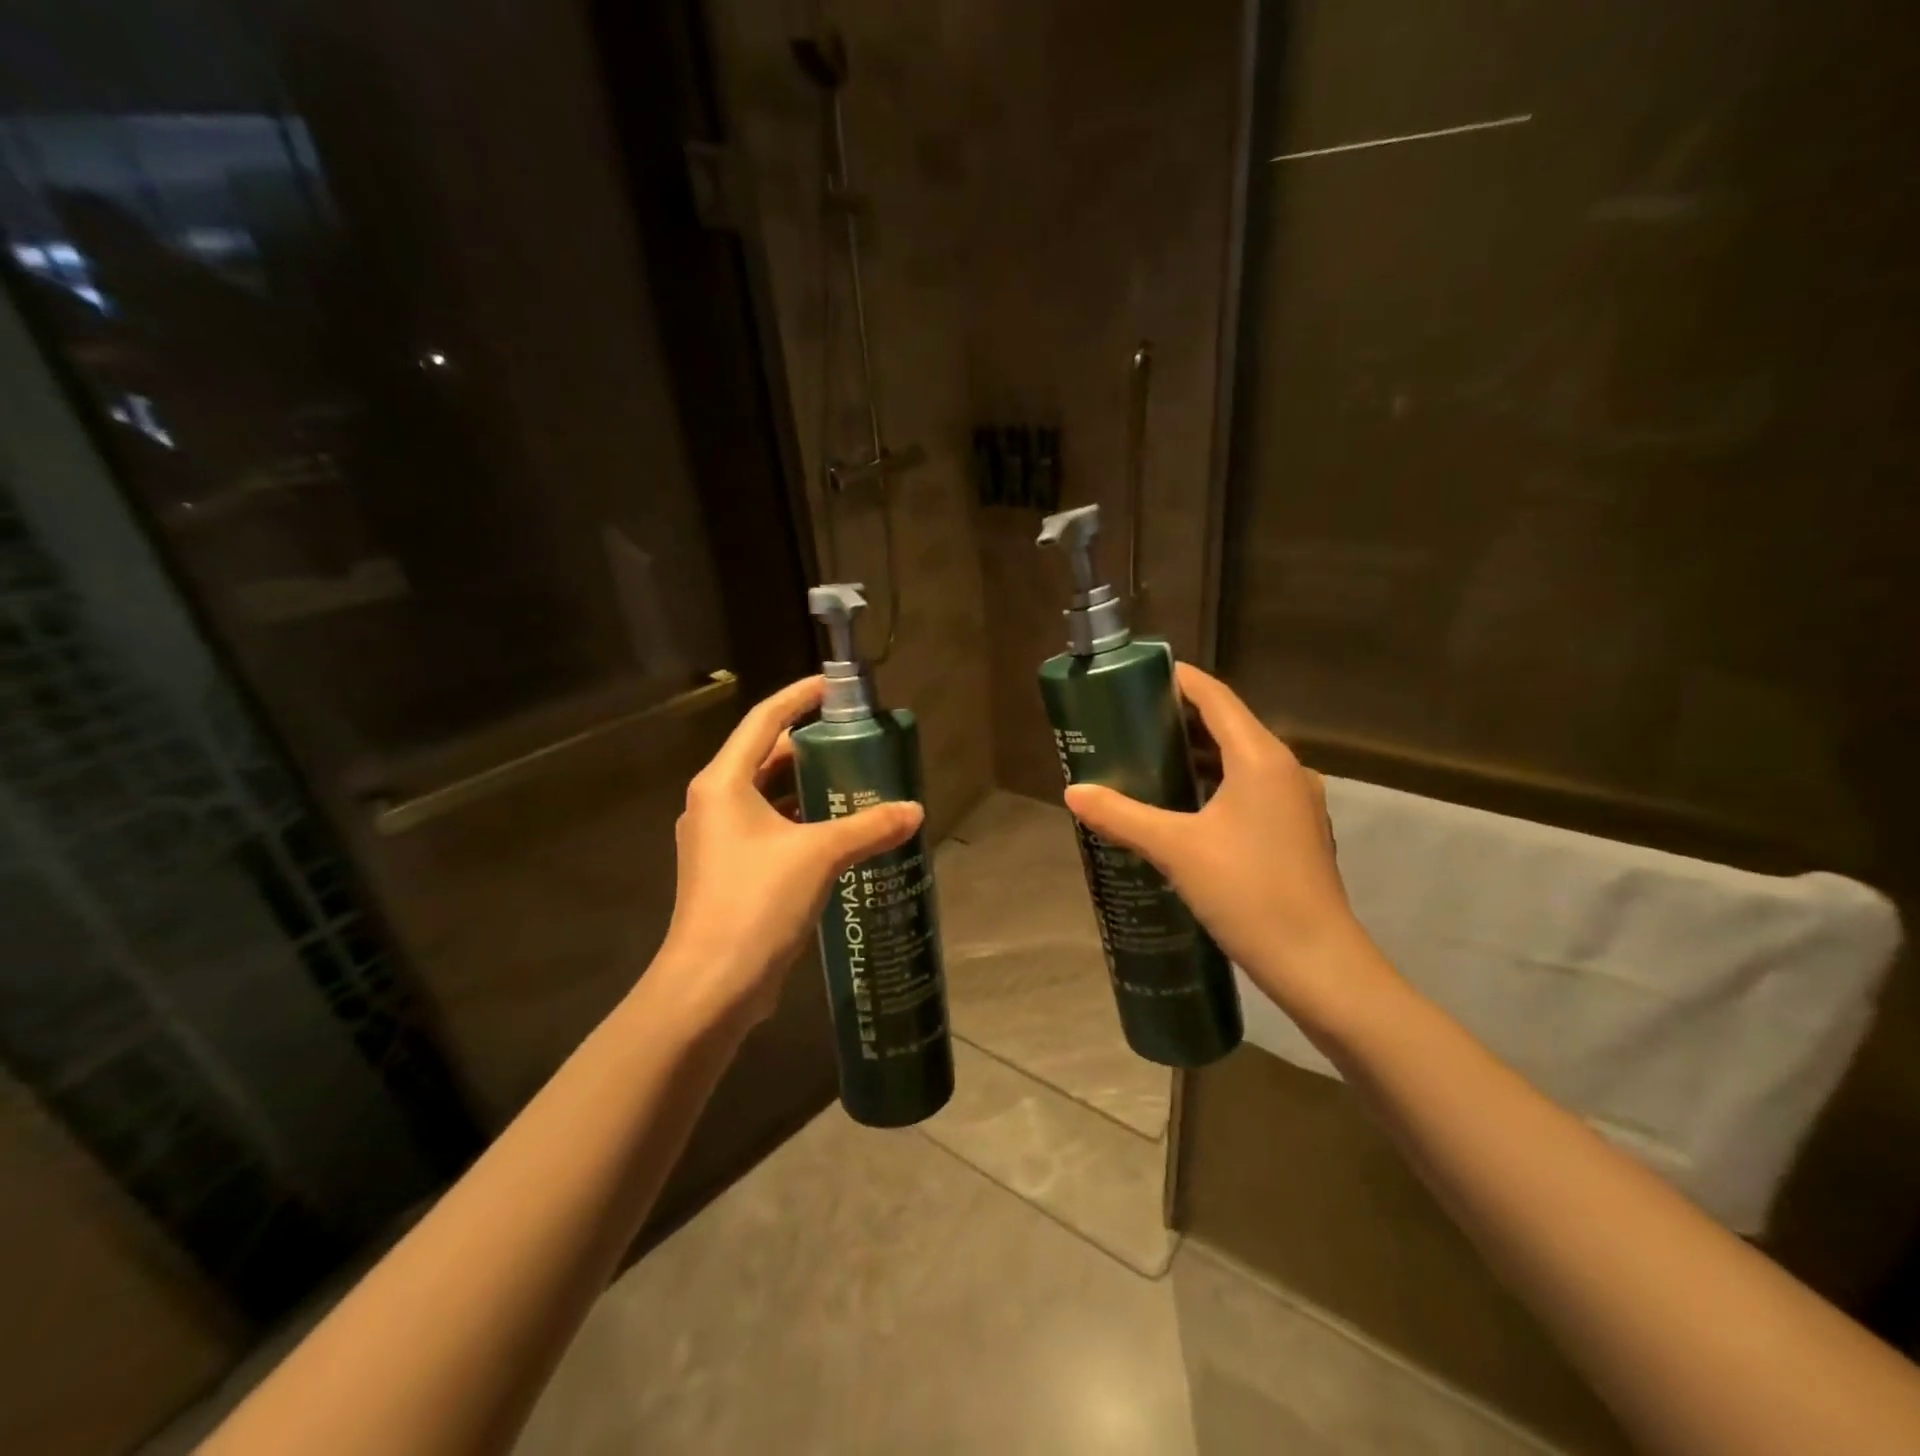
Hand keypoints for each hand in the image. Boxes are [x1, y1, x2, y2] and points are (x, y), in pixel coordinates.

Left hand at [658, 676, 922, 1026]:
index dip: (800, 696)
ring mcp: (720, 840)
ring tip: (857, 783)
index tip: (835, 686)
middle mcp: (715, 803)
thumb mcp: (819, 856)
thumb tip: (915, 811)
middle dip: (812, 748)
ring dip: (809, 788)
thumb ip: (869, 827)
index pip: (765, 720)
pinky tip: (840, 833)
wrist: (711, 985)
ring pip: (770, 797)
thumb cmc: (756, 902)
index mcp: (724, 783)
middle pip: (767, 757)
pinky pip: (772, 830)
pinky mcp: (731, 871)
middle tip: (859, 742)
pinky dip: (803, 823)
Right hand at [1063, 663, 1385, 1029]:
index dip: (1180, 680)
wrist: (1317, 962)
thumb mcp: (1175, 849)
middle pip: (1228, 725)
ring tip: (1149, 758)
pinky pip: (1250, 789)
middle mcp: (1284, 769)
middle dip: (1180, 718)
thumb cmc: (1247, 891)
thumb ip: (1122, 816)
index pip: (1215, 697)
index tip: (1140, 675)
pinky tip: (1184, 806)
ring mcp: (1295, 801)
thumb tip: (1073, 792)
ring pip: (1240, 760)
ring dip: (1198, 754)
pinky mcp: (1296, 831)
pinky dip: (1216, 784)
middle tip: (1130, 720)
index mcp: (1260, 758)